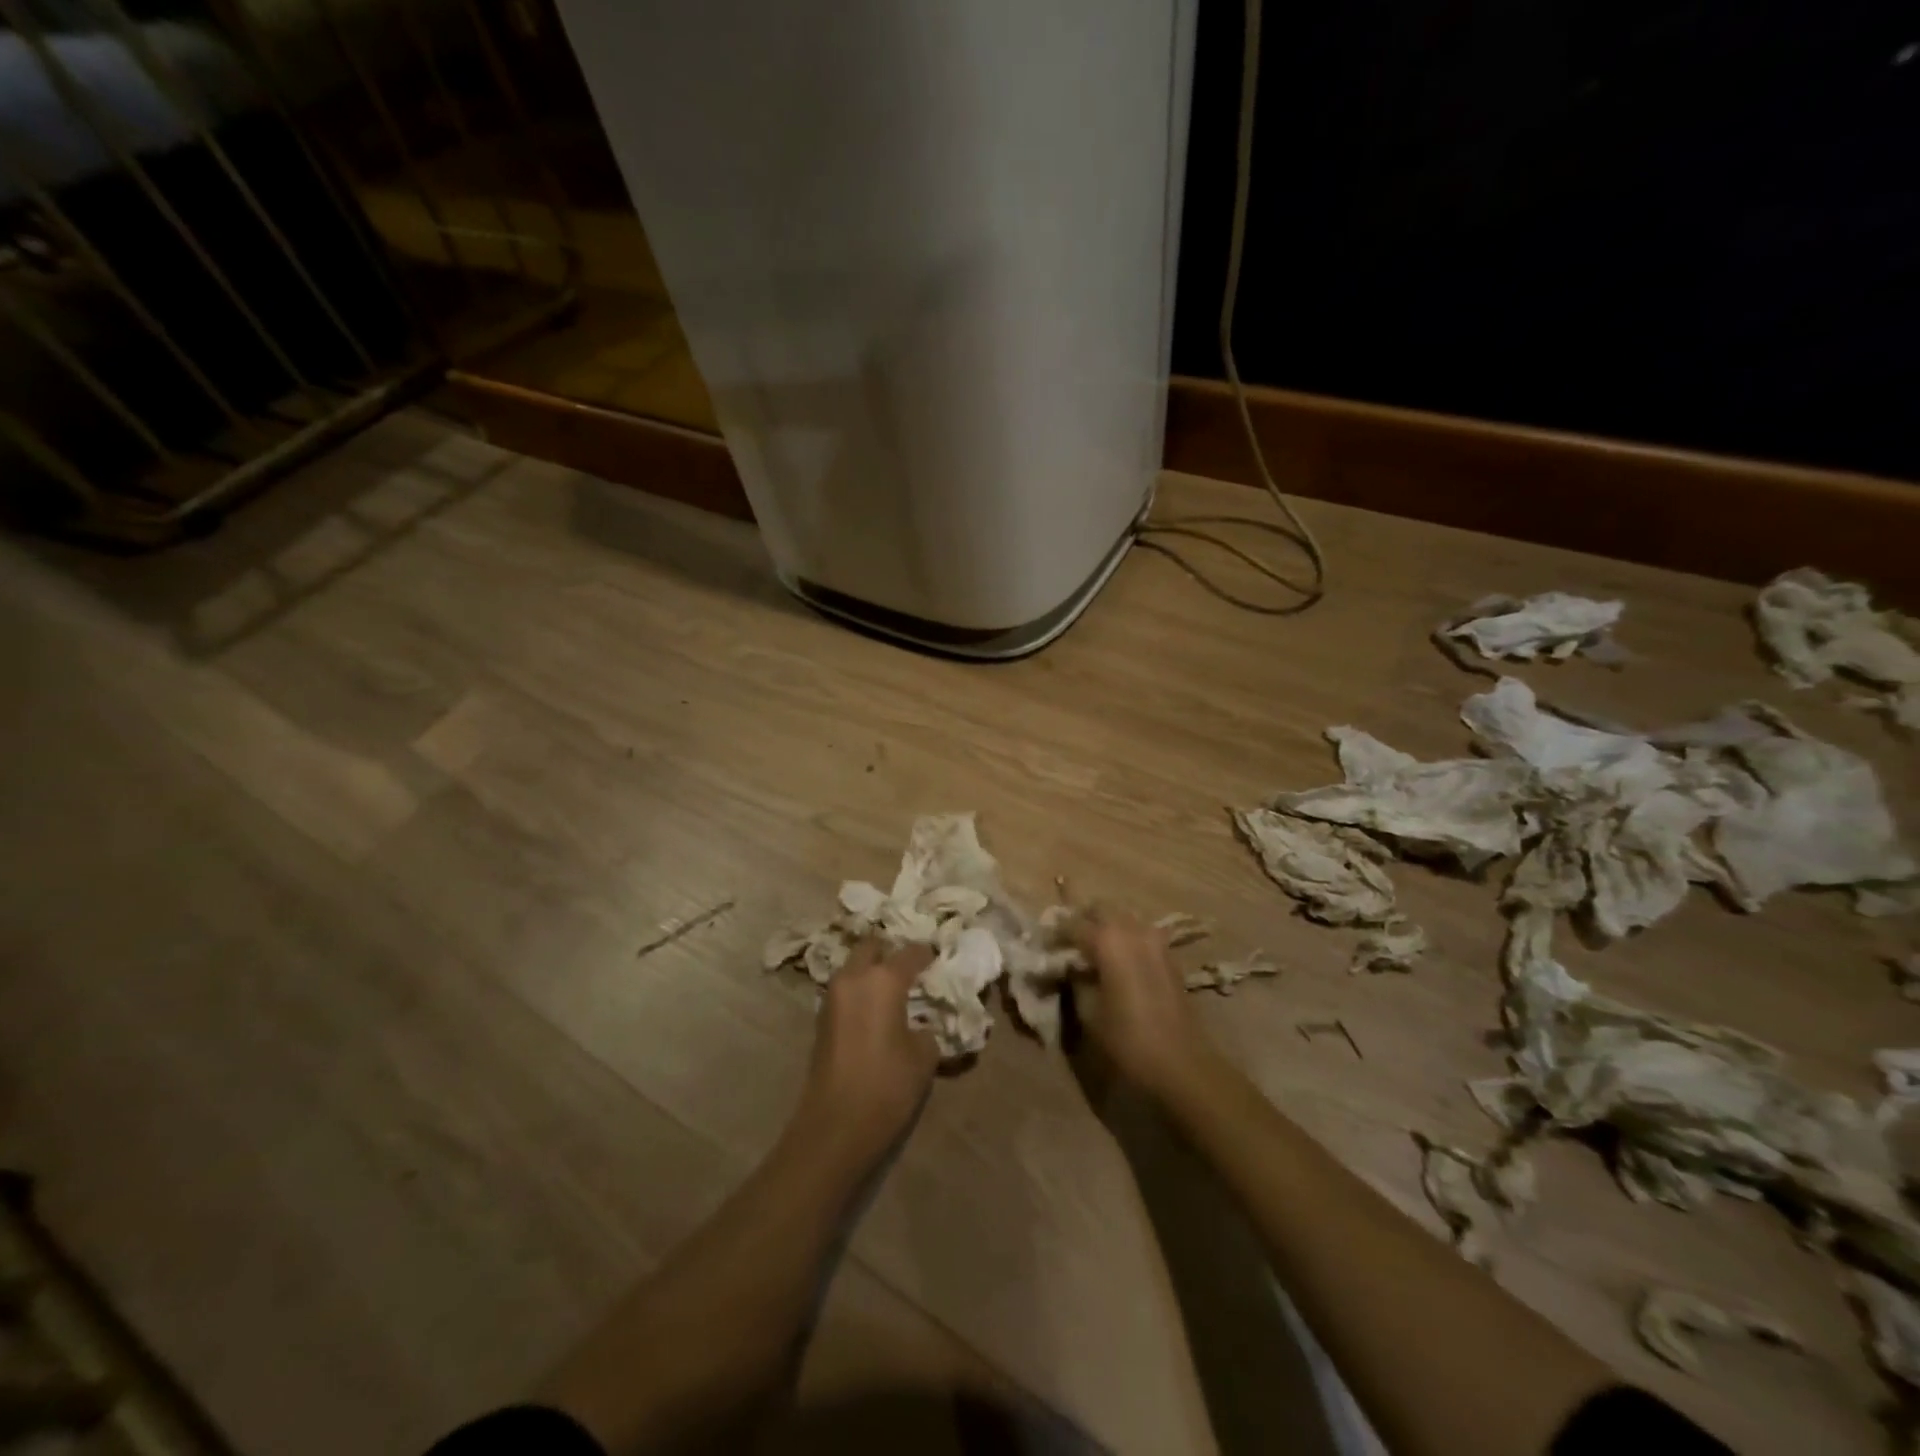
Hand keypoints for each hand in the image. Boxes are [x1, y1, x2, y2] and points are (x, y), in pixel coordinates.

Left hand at [798, 939, 939, 1164]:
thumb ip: (928, 1029)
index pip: (911, 953)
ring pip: (854, 967)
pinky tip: (876, 1010)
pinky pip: (845, 990)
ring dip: (871, 971)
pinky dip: (860, 991)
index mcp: (883, 979)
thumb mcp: (924, 1056)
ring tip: (894, 990)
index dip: (927, 954)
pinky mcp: (821, 1019)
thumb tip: (923, 1024)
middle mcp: (854, 977)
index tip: (939, 960)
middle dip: (890, 953)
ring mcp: (832, 996)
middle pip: (872, 947)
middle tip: (910, 969)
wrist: (835, 1126)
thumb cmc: (887, 1085)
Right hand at [1071, 908, 1220, 1101]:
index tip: (1043, 946)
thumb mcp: (1088, 1011)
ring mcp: (1155, 939)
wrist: (1182, 1063)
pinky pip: (1140, 932)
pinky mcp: (1169, 955)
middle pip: (1100, 908)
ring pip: (1123, 916)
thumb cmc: (1127, 1039)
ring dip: (1105, 925)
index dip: (1054, 933)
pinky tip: (1117, 960)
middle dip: (1081, 919)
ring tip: (1091, 949)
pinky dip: (1125, 937)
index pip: (1071, 923)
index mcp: (1107, 939)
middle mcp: (1132, 929)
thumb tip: (1068, 966)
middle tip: (1067, 941)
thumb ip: (1074, 980)